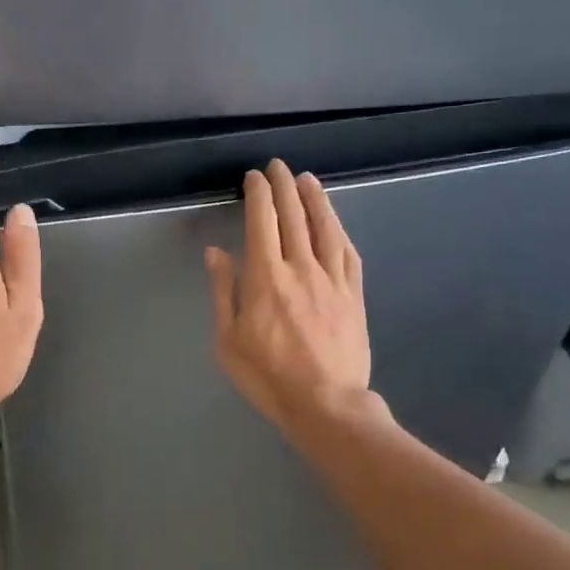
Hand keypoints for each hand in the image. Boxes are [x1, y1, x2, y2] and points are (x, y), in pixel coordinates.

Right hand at [206, 159, 371, 433]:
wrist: (325, 404)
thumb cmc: (268, 376)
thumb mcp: (228, 339)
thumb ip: (223, 291)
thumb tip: (216, 252)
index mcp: (266, 277)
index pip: (261, 222)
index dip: (258, 195)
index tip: (254, 178)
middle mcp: (301, 268)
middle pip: (293, 216)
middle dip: (284, 186)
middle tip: (278, 166)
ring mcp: (332, 280)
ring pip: (325, 228)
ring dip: (315, 200)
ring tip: (308, 180)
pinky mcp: (353, 295)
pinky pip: (348, 253)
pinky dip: (339, 231)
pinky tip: (335, 223)